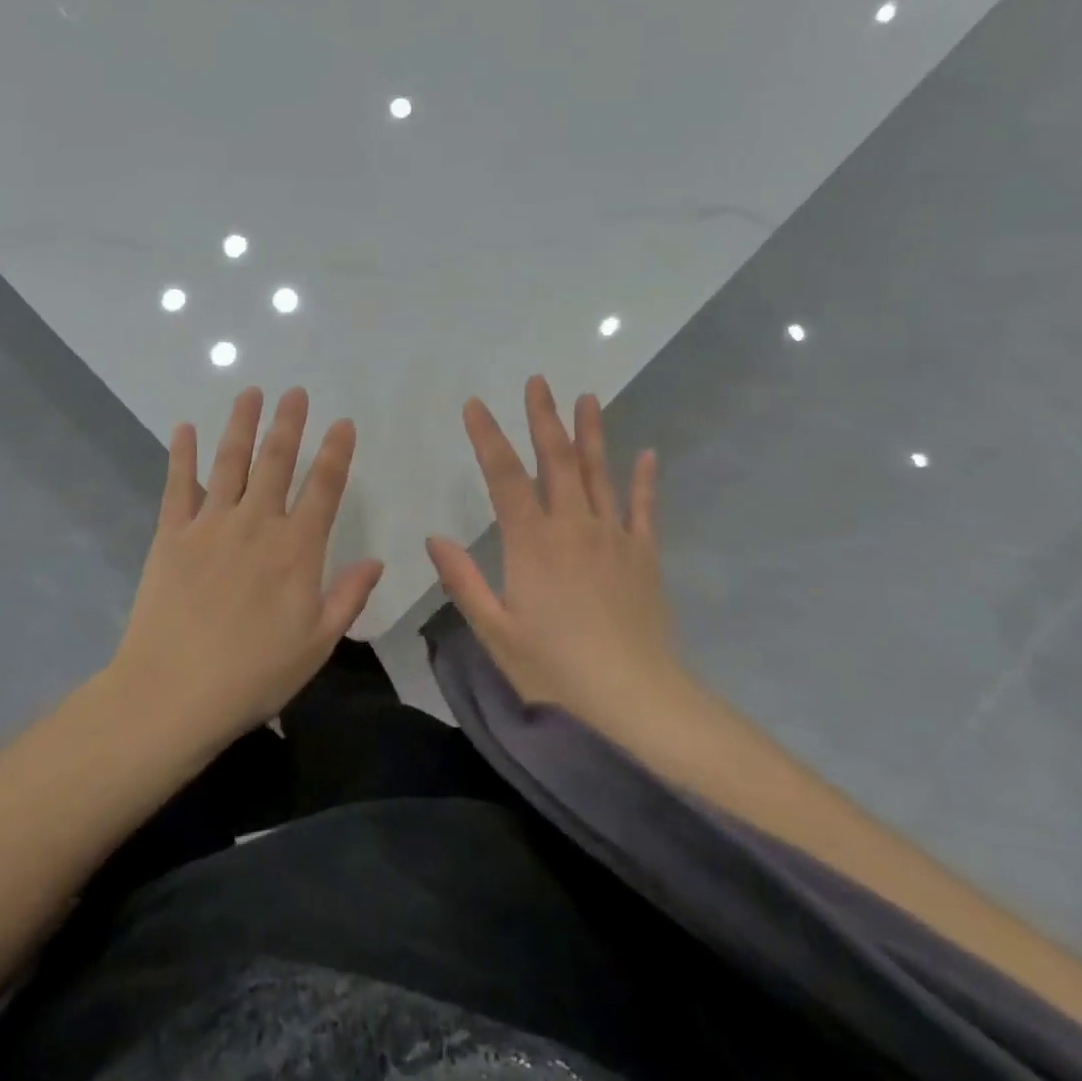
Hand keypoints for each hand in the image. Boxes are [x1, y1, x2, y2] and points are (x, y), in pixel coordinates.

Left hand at [109, 387, 384, 750]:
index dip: (336, 453)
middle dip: (289, 424)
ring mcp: (210, 525)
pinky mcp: (171, 535)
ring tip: (250, 392)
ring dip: (241, 424)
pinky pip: (177, 486)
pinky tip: (184, 428)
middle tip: (295, 391)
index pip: (324, 488)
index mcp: (297, 550)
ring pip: (230, 462)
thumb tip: (376, 561)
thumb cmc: (254, 674)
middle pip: (276, 462)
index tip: (342, 423)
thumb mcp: (317, 644)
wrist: (173, 693)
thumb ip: (348, 597)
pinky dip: (181, 455)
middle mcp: (257, 524)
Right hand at [426, 376, 692, 741]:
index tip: (475, 405)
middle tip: (538, 382)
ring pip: (599, 473)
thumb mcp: (496, 631)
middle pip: (556, 461)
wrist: (633, 698)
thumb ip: (464, 581)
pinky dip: (644, 479)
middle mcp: (572, 527)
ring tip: (586, 398)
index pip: (504, 477)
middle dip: (543, 418)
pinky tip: (646, 454)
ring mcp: (613, 537)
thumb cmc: (554, 669)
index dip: (488, 437)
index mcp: (531, 543)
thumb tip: (434, 537)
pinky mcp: (643, 555)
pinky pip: (644, 508)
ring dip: (591, 433)